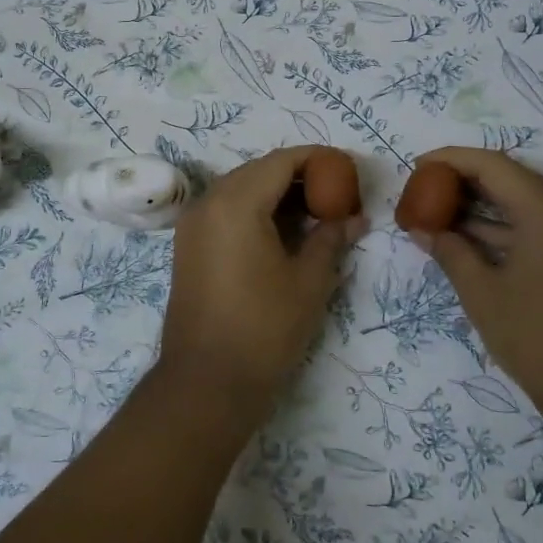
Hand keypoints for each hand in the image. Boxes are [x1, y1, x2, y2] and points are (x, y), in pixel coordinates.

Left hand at [158, 147, 366, 412]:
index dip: (317, 160)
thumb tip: (354, 218)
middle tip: (336, 194)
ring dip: (276, 194)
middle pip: (259, 171)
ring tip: (316, 213)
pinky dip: (255, 210)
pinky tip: (283, 232)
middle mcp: (208, 202)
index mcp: (236, 202)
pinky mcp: (188, 246)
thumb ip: (331, 238)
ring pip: (240, 189)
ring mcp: (193, 224)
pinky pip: (225, 211)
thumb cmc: (264, 328)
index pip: (281, 161)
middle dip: (298, 176)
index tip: (347, 170)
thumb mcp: (309, 281)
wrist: (207, 382)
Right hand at [407, 147, 542, 428]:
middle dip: (465, 182)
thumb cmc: (541, 340)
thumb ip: (450, 253)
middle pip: (512, 180)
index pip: (493, 165)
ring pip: (526, 205)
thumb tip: (423, 230)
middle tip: (424, 191)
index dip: (451, 160)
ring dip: (483, 208)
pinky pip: (539, 229)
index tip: (416, 167)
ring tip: (437, 215)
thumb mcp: (484, 295)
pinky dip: (504, 230)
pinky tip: (469, 242)